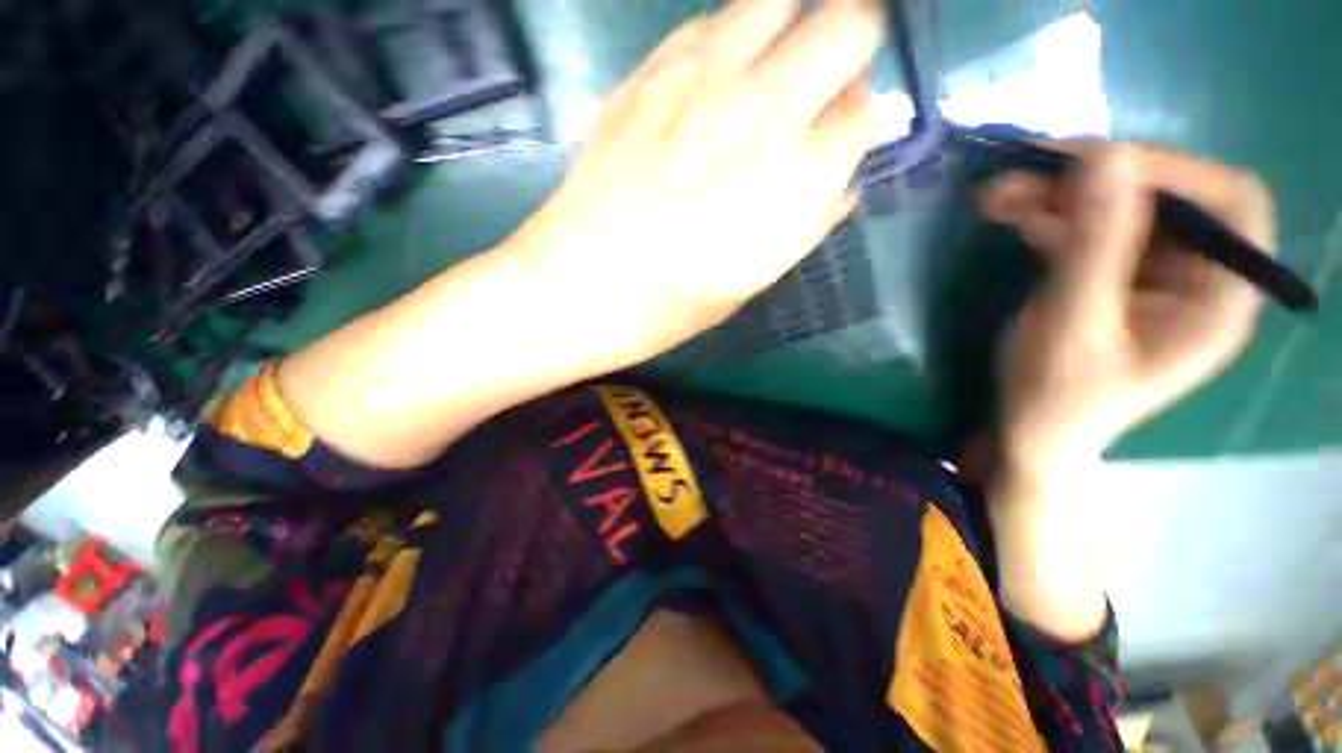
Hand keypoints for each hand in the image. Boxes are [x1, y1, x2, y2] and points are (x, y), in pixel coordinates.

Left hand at [511, 0, 882, 365]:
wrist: (587, 282)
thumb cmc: (678, 300)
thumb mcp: (757, 278)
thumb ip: (810, 221)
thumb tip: (842, 181)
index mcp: (799, 175)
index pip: (867, 112)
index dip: (861, 122)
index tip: (843, 137)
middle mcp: (766, 108)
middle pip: (851, 24)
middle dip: (850, 51)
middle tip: (824, 87)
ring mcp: (705, 78)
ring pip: (780, 2)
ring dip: (792, 30)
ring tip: (771, 71)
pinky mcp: (652, 71)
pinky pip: (711, 23)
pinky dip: (731, 40)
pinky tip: (715, 79)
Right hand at [981, 145, 1275, 478]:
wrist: (1029, 434)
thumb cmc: (1055, 400)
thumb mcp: (1072, 327)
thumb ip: (1093, 247)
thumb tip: (1105, 156)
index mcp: (1215, 299)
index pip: (1229, 205)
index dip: (1172, 171)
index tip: (1094, 164)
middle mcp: (1193, 276)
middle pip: (1164, 198)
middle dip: (1094, 179)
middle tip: (1026, 169)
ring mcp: (1148, 275)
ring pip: (1117, 208)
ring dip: (1058, 194)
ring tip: (997, 194)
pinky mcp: (1108, 277)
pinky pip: (1086, 230)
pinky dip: (1047, 216)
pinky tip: (1010, 215)